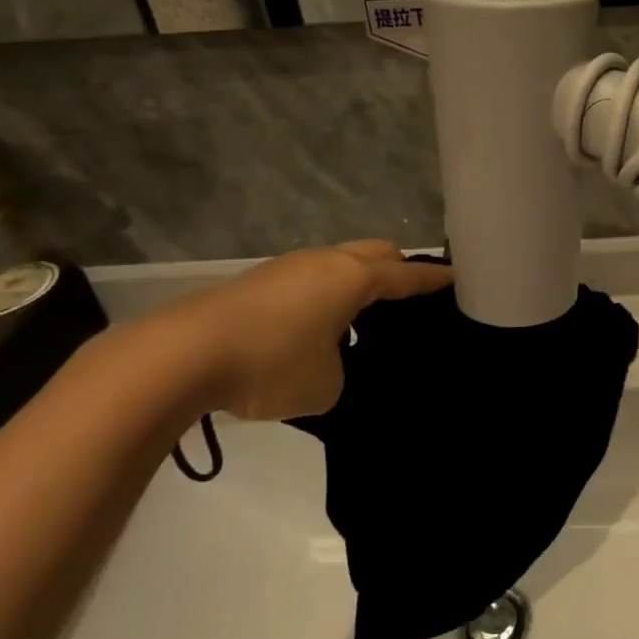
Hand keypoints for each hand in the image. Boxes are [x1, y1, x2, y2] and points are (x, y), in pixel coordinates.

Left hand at [144, 242, 450, 421]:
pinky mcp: (257, 282)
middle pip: (375, 252)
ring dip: (356, 283)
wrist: (180, 356)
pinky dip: (325, 296)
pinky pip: (309, 279)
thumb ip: (344, 371)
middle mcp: (325, 261)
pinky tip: (315, 330)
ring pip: (339, 264)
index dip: (434, 279)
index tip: (457, 277)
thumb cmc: (270, 364)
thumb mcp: (325, 385)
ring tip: (361, 321)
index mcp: (353, 278)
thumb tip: (331, 364)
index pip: (407, 274)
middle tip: (411, 298)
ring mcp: (287, 267)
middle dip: (398, 269)